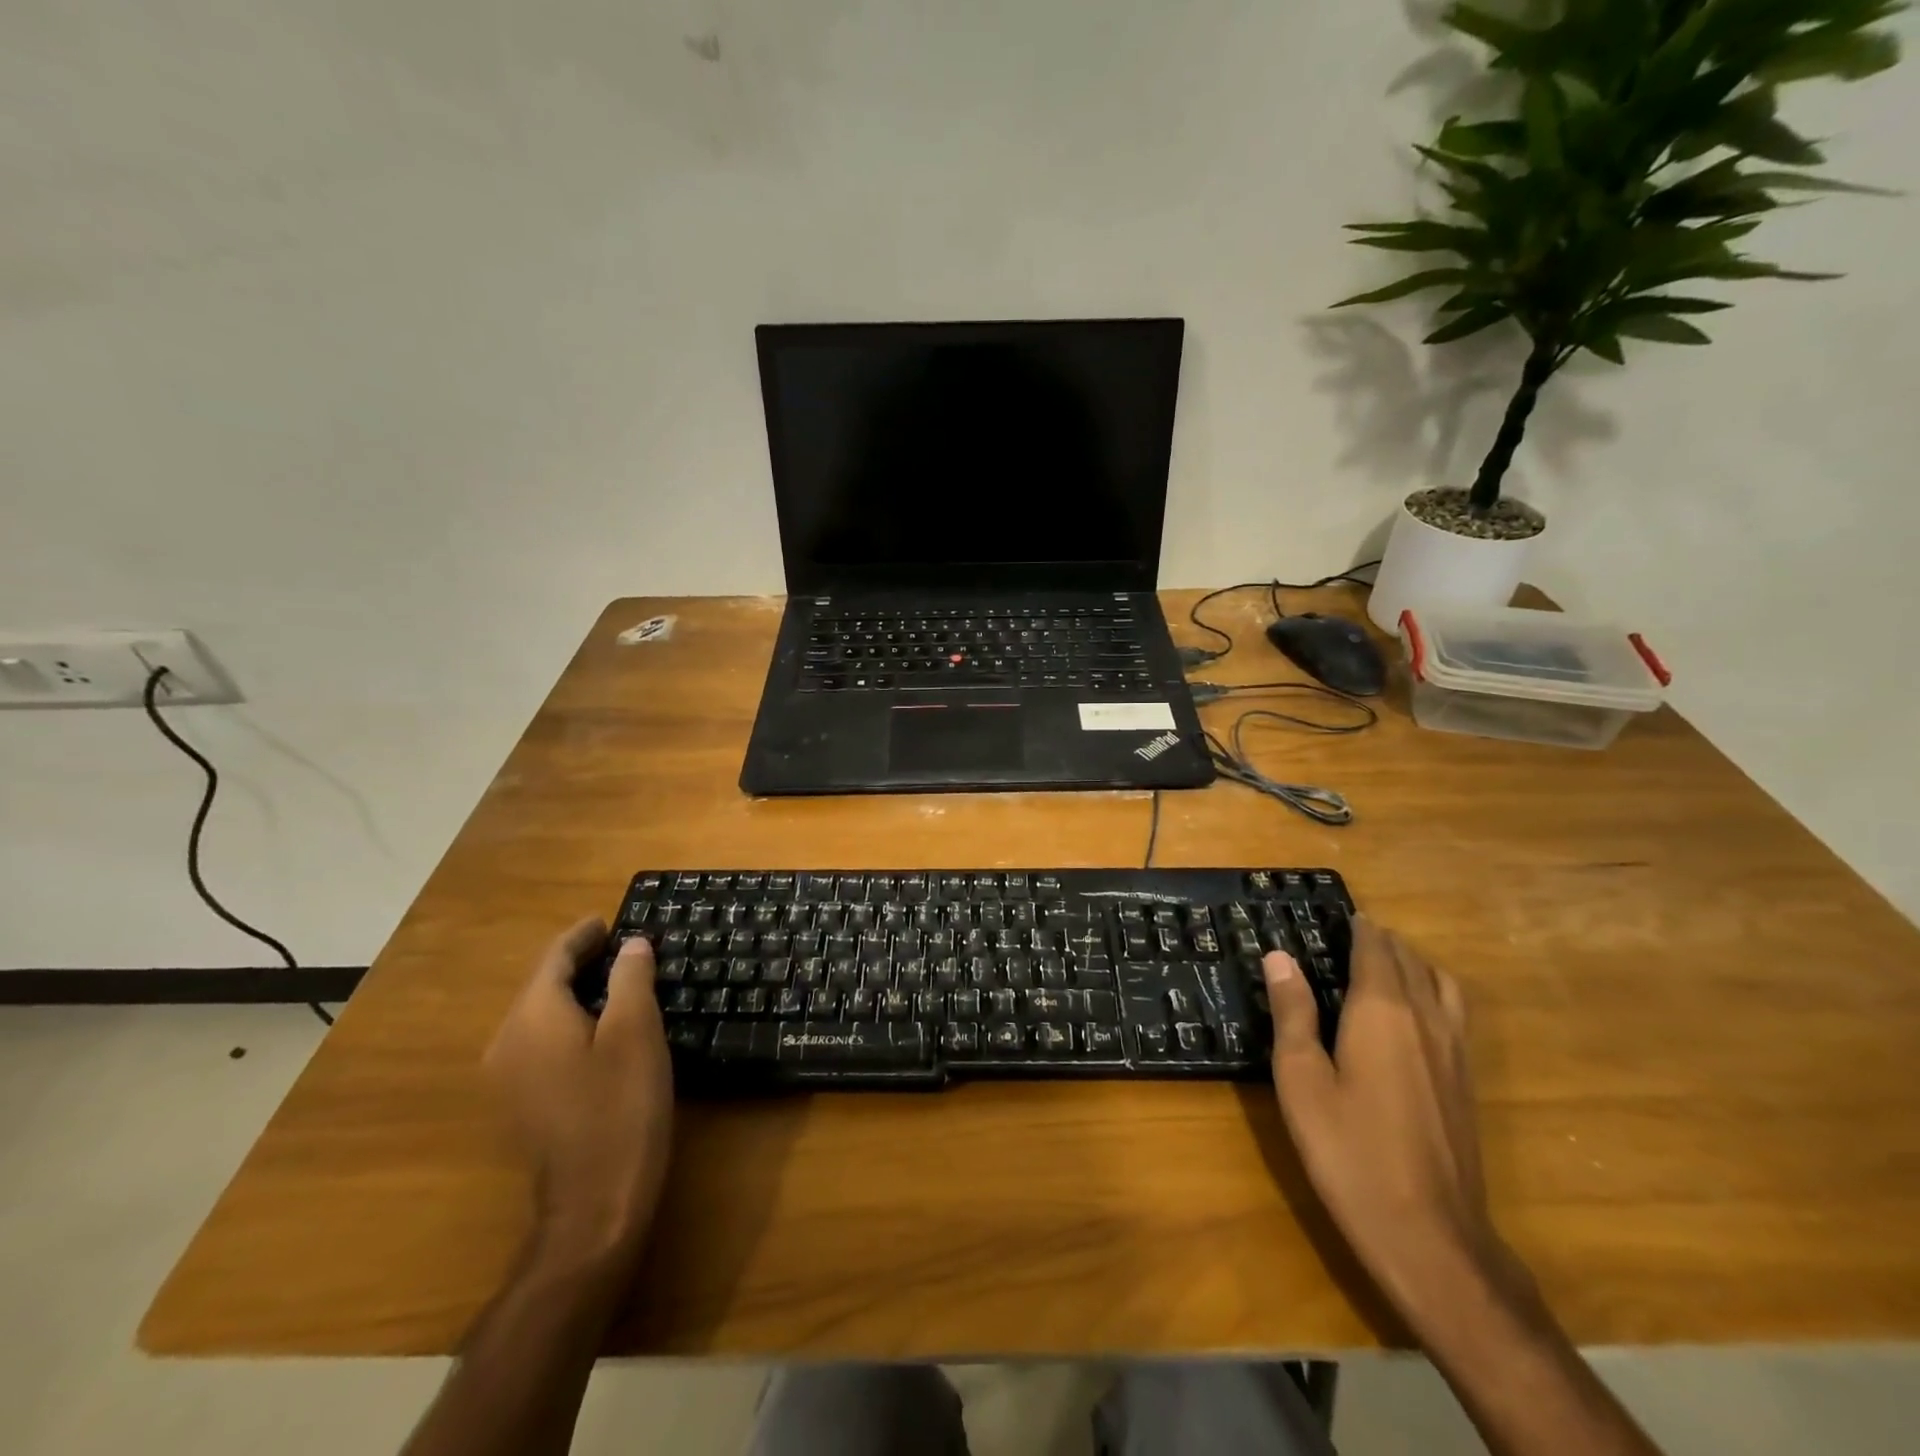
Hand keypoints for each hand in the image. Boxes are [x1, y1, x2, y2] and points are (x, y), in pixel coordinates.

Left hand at [485, 919, 673, 1271]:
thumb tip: (631, 945)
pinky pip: (542, 1041)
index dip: (583, 935)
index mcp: (532, 1017)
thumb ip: (631, 978)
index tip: (610, 920)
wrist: (594, 1203)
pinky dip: (569, 1020)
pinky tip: (601, 1028)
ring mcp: (508, 1077)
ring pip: (541, 1014)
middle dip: (580, 961)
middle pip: (542, 984)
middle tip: (623, 948)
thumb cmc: (620, 1106)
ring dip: (576, 991)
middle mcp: (507, 1042)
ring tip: (618, 980)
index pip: (553, 958)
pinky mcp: (521, 1103)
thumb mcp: (636, 1031)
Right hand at [1263, 918, 1519, 1331]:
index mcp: (1381, 1011)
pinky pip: (1454, 1013)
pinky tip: (1414, 1015)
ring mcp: (1455, 1052)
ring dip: (1413, 964)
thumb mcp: (1301, 1079)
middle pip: (1410, 961)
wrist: (1430, 1235)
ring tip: (1385, 966)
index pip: (1375, 950)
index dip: (1358, 928)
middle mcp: (1425, 1019)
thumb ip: (1293, 1013)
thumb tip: (1279, 957)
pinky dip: (1433, 992)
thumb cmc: (1349, 1151)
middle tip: (1350, 936)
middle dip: (1382, 942)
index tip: (1339, 915)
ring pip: (1441, 984)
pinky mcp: (1467, 1082)